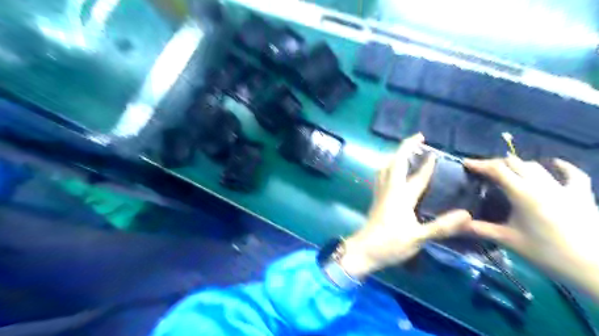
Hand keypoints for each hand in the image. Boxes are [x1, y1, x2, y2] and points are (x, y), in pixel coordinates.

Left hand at [342, 134, 471, 278]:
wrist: (363, 250)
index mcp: (401, 196)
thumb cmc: (390, 244)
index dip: (427, 164)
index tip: (436, 152)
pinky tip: (393, 171)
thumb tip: (467, 214)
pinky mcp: (376, 198)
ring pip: (385, 167)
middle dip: (406, 147)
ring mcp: (380, 192)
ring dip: (396, 155)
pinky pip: (382, 175)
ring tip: (406, 151)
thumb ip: (441, 226)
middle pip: (396, 162)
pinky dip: (389, 166)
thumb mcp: (418, 237)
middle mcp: (389, 189)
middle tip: (419, 139)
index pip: (417, 175)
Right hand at [468, 155, 598, 296]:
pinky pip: (572, 174)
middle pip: (515, 163)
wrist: (593, 268)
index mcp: (523, 194)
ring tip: (507, 170)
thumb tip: (457, 224)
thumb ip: (480, 229)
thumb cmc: (546, 253)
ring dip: (518, 165)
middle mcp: (542, 185)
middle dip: (496, 163)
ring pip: (536, 166)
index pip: (497, 170)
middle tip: (483, 171)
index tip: (466, 163)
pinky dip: (561, 166)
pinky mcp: (582, 195)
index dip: (480, 164)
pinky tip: (554, 164)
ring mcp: (564, 188)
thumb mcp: (508, 241)